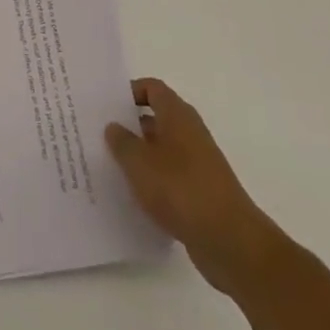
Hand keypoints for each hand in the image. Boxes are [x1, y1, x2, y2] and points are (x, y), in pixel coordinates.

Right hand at [106, 77, 283, 293]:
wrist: (229, 240)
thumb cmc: (181, 189)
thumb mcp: (140, 163)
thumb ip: (122, 142)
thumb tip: (114, 126)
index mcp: (177, 115)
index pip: (152, 88)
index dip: (130, 92)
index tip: (107, 107)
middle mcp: (190, 132)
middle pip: (156, 118)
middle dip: (130, 126)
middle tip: (100, 137)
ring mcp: (198, 163)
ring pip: (162, 150)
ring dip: (140, 156)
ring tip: (111, 168)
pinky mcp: (201, 191)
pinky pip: (171, 176)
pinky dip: (153, 181)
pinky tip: (134, 197)